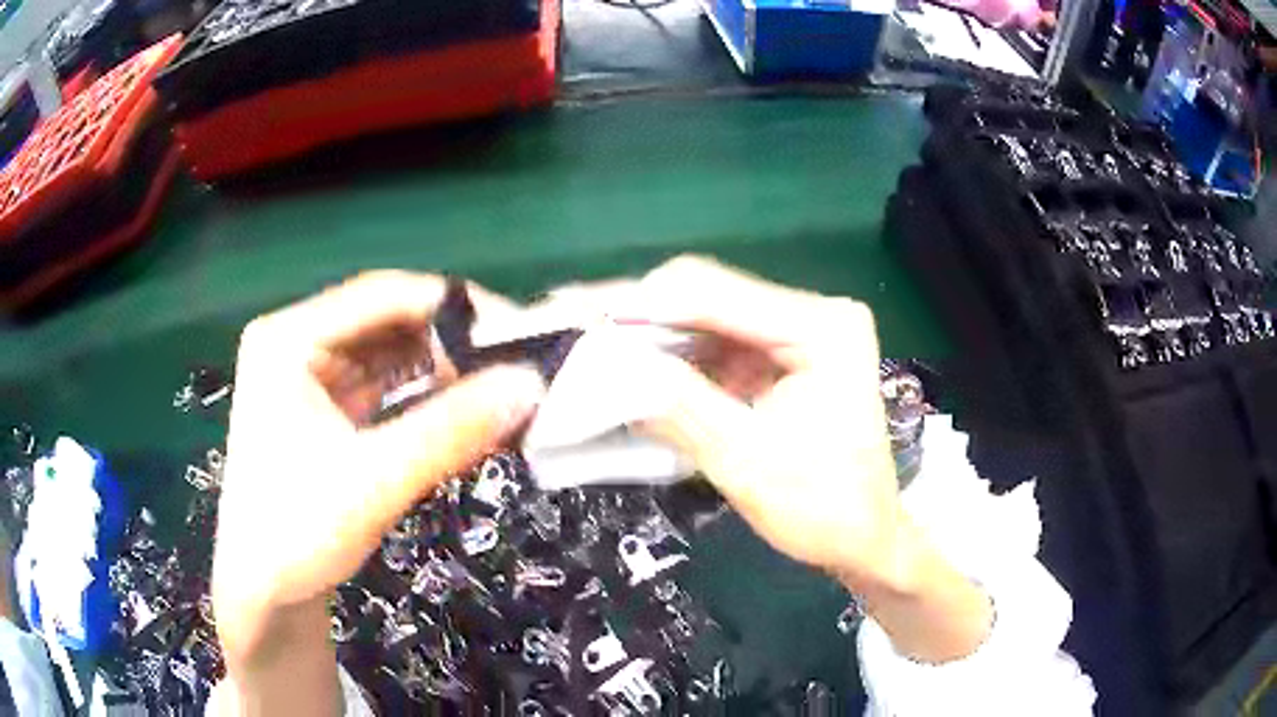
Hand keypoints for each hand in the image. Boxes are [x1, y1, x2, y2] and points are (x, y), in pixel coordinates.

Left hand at [212, 271, 544, 713]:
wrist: (266, 597)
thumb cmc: (299, 535)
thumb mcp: (375, 482)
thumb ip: (451, 431)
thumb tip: (530, 385)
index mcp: (288, 339)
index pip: (382, 294)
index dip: (454, 307)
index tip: (519, 331)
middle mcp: (297, 344)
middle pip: (388, 322)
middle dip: (453, 344)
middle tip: (517, 367)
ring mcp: (310, 377)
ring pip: (391, 355)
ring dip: (445, 372)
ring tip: (501, 390)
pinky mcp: (326, 410)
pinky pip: (386, 388)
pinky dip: (426, 399)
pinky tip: (466, 412)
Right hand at [607, 256, 992, 661]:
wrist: (865, 540)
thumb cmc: (822, 509)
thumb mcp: (744, 460)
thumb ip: (677, 405)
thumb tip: (605, 364)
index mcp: (823, 328)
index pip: (718, 296)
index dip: (643, 306)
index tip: (579, 315)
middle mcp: (814, 314)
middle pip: (711, 298)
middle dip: (641, 316)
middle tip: (575, 322)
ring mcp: (799, 334)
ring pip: (707, 320)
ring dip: (651, 336)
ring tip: (590, 341)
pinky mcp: (783, 358)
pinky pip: (717, 347)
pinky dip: (673, 359)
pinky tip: (631, 365)